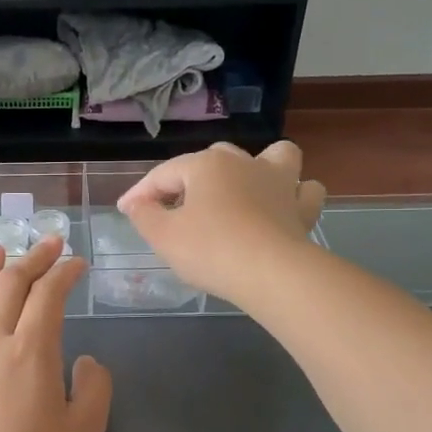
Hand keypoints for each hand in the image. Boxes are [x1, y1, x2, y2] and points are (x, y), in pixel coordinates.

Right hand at [116, 141, 325, 306]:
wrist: (271, 274)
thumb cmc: (211, 250)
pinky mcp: (302, 208)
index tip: (126, 211)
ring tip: (246, 188)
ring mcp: (280, 182)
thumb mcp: (162, 236)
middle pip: (212, 160)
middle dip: (192, 179)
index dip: (141, 193)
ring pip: (275, 156)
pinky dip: (295, 195)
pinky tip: (283, 207)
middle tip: (176, 210)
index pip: (164, 173)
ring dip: (260, 167)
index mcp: (207, 164)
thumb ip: (144, 215)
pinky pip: (305, 191)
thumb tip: (138, 203)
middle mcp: (245, 162)